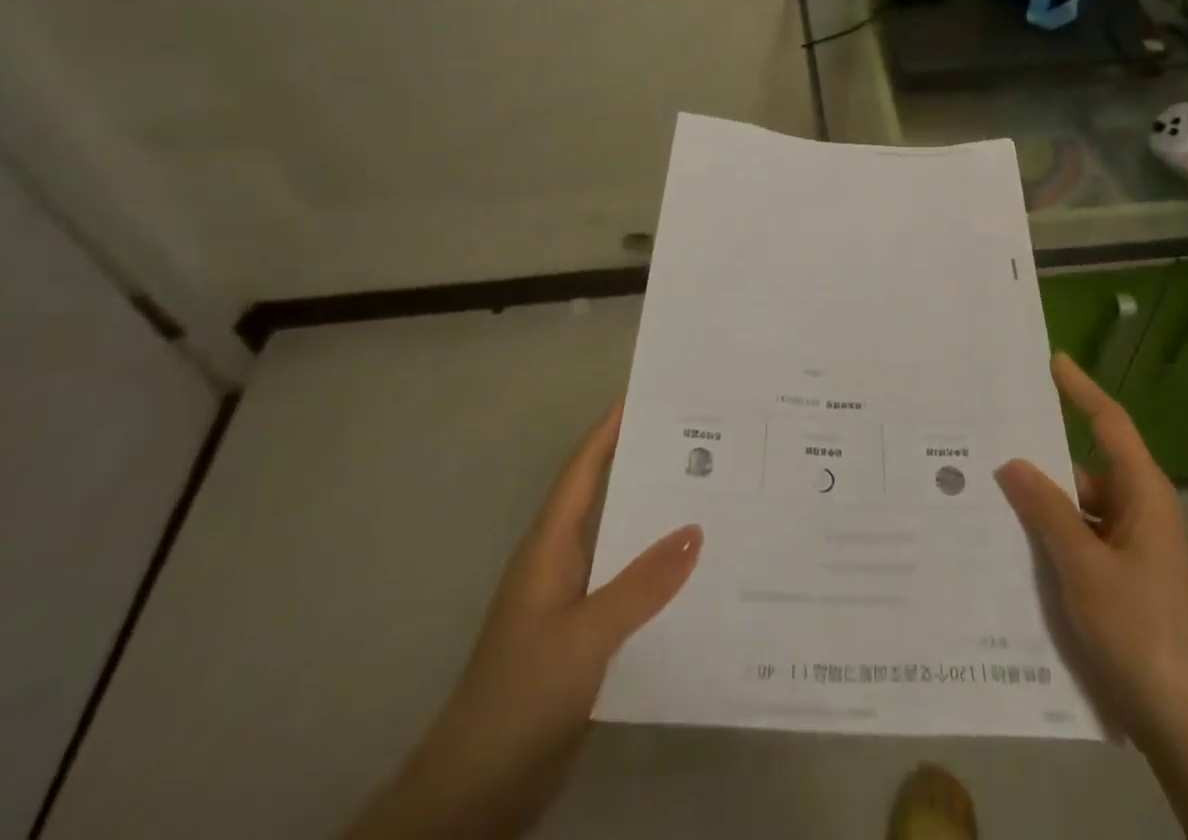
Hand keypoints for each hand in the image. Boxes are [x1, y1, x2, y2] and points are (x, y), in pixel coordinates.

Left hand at [347, 400, 699, 839]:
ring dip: (656, 519)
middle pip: (605, 497)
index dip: (610, 429)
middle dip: (645, 465)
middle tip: (702, 441)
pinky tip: (695, 575)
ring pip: (620, 542)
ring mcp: (570, 602)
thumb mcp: (586, 635)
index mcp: (549, 546)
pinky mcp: (582, 638)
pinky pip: (627, 586)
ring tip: (712, 495)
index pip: (583, 469)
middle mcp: (560, 563)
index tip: (648, 395)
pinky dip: (657, 571)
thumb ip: (642, 584)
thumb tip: (696, 528)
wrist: (476, 791)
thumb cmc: (522, 694)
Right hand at [995, 354, 1187, 753]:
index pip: (1110, 425)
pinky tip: (1013, 549)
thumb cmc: (1141, 633)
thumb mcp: (1084, 567)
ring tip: (986, 496)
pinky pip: (1083, 544)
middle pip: (1086, 470)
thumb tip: (1012, 462)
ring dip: (1042, 507)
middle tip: (989, 442)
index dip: (1081, 390)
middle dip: (1041, 461)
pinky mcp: (1127, 585)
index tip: (1052, 361)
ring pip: (1080, 512)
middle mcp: (1142, 515)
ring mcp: (1136, 553)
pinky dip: (1053, 540)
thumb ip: (1046, 511)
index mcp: (1144, 497)